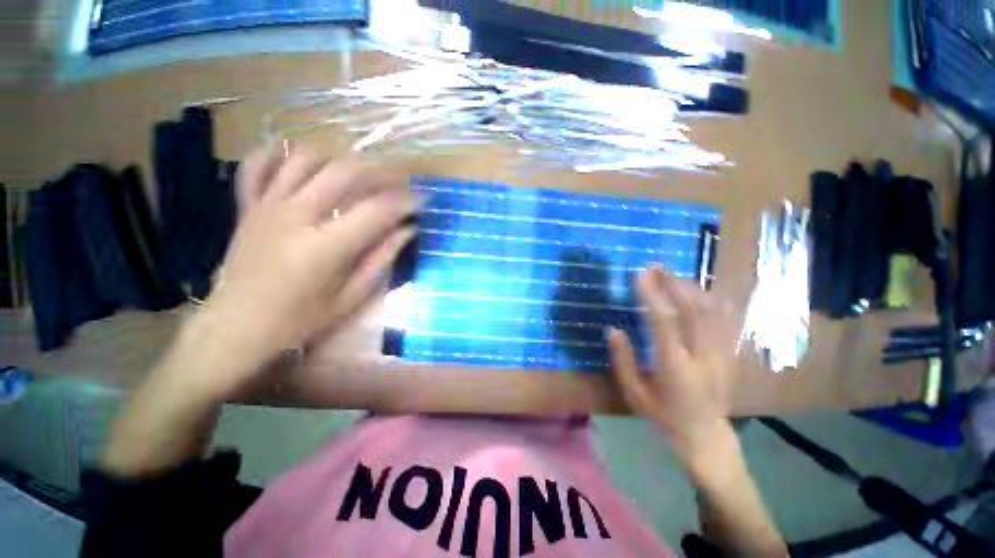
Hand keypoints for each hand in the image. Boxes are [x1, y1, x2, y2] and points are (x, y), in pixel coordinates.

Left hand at [189, 144, 420, 396]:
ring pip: (306, 158)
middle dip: (381, 172)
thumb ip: (381, 259)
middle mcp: (295, 216)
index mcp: (325, 247)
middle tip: (399, 182)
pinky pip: (258, 165)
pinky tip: (301, 156)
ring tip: (361, 172)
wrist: (235, 328)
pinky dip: (279, 152)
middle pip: (345, 172)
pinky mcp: (248, 206)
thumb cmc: (299, 320)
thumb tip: (407, 230)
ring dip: (340, 158)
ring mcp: (267, 206)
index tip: (424, 199)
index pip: (377, 209)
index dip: (406, 200)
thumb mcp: (351, 297)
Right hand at [608, 266, 737, 464]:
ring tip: (672, 276)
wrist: (706, 437)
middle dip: (673, 284)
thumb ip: (622, 360)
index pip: (664, 322)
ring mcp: (721, 354)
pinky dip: (710, 301)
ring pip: (711, 312)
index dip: (652, 295)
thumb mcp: (634, 393)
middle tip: (657, 267)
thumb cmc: (664, 416)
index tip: (640, 275)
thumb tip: (613, 329)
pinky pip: (724, 320)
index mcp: (675, 367)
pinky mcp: (730, 354)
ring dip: (691, 289)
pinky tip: (698, 292)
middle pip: (693, 310)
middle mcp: (702, 356)